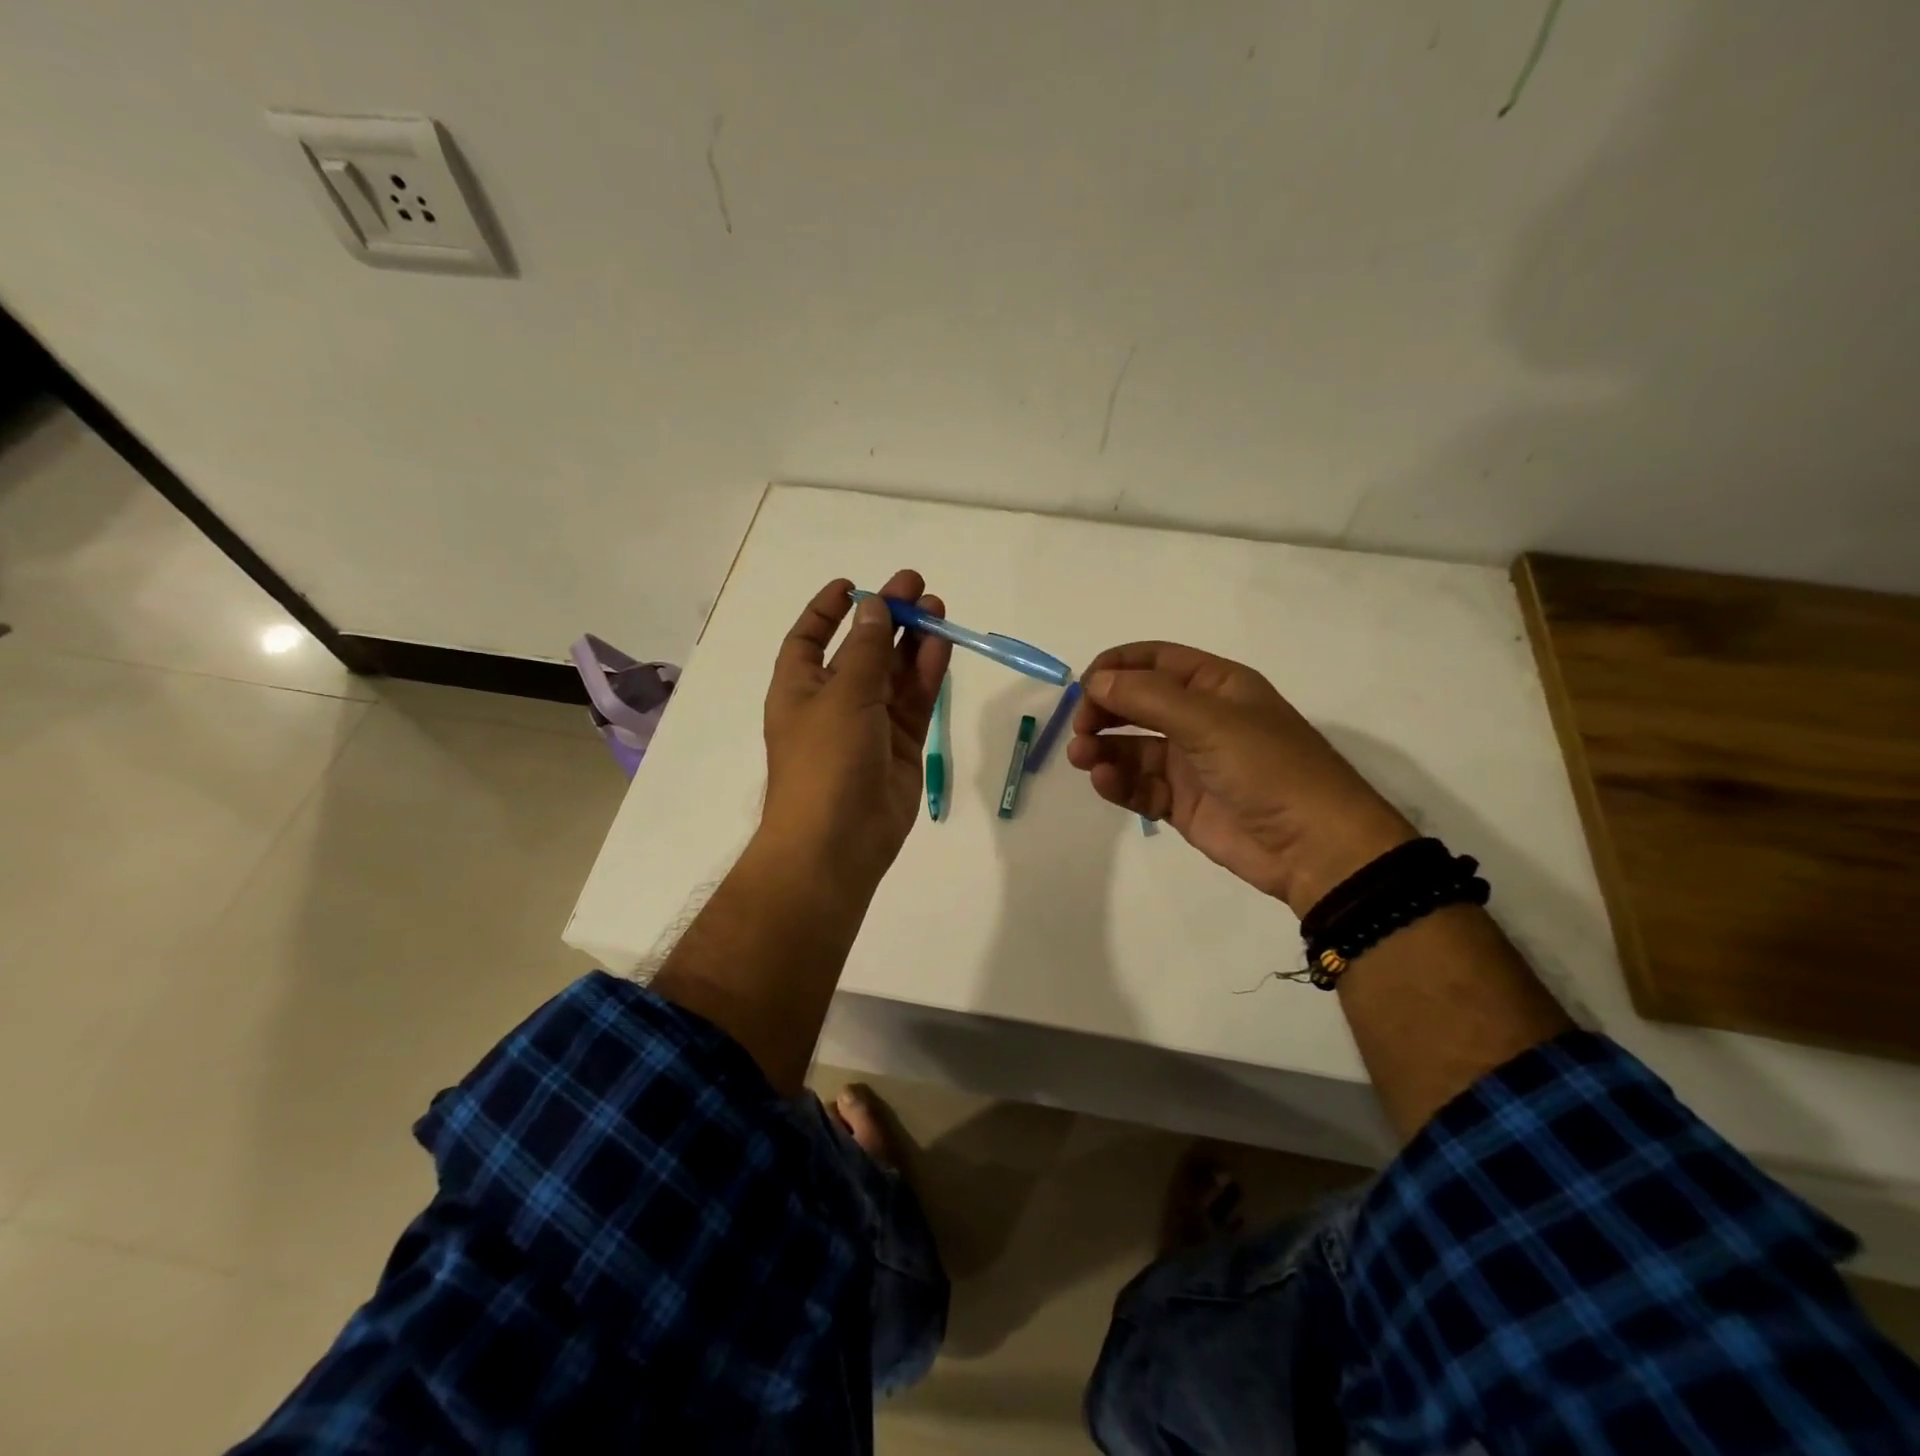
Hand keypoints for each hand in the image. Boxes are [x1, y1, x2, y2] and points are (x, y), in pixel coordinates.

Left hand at [761, 572, 951, 893]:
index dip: (826, 611)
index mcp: (800, 688)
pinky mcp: (901, 745)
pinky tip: (942, 645)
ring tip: (937, 608)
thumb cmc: (824, 761)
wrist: (838, 842)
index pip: (808, 639)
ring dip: (913, 641)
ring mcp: (870, 724)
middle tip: (917, 587)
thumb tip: (874, 607)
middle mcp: (833, 702)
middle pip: (861, 650)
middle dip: (886, 618)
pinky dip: (928, 673)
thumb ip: (865, 650)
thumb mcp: (842, 696)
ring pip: (895, 673)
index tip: (852, 585)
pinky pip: (915, 701)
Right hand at [1066, 642, 1414, 915]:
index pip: (1155, 661)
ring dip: (1102, 748)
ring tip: (1082, 757)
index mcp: (1216, 685)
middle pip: (1137, 703)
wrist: (1313, 846)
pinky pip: (1139, 785)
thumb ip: (1148, 698)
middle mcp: (1199, 718)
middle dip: (1104, 710)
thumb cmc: (1267, 767)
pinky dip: (1117, 782)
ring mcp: (1189, 762)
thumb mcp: (1209, 721)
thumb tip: (1095, 680)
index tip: (1084, 685)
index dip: (1117, 667)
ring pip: (1131, 747)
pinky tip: (1104, 782)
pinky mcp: (1181, 802)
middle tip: (1080, 727)